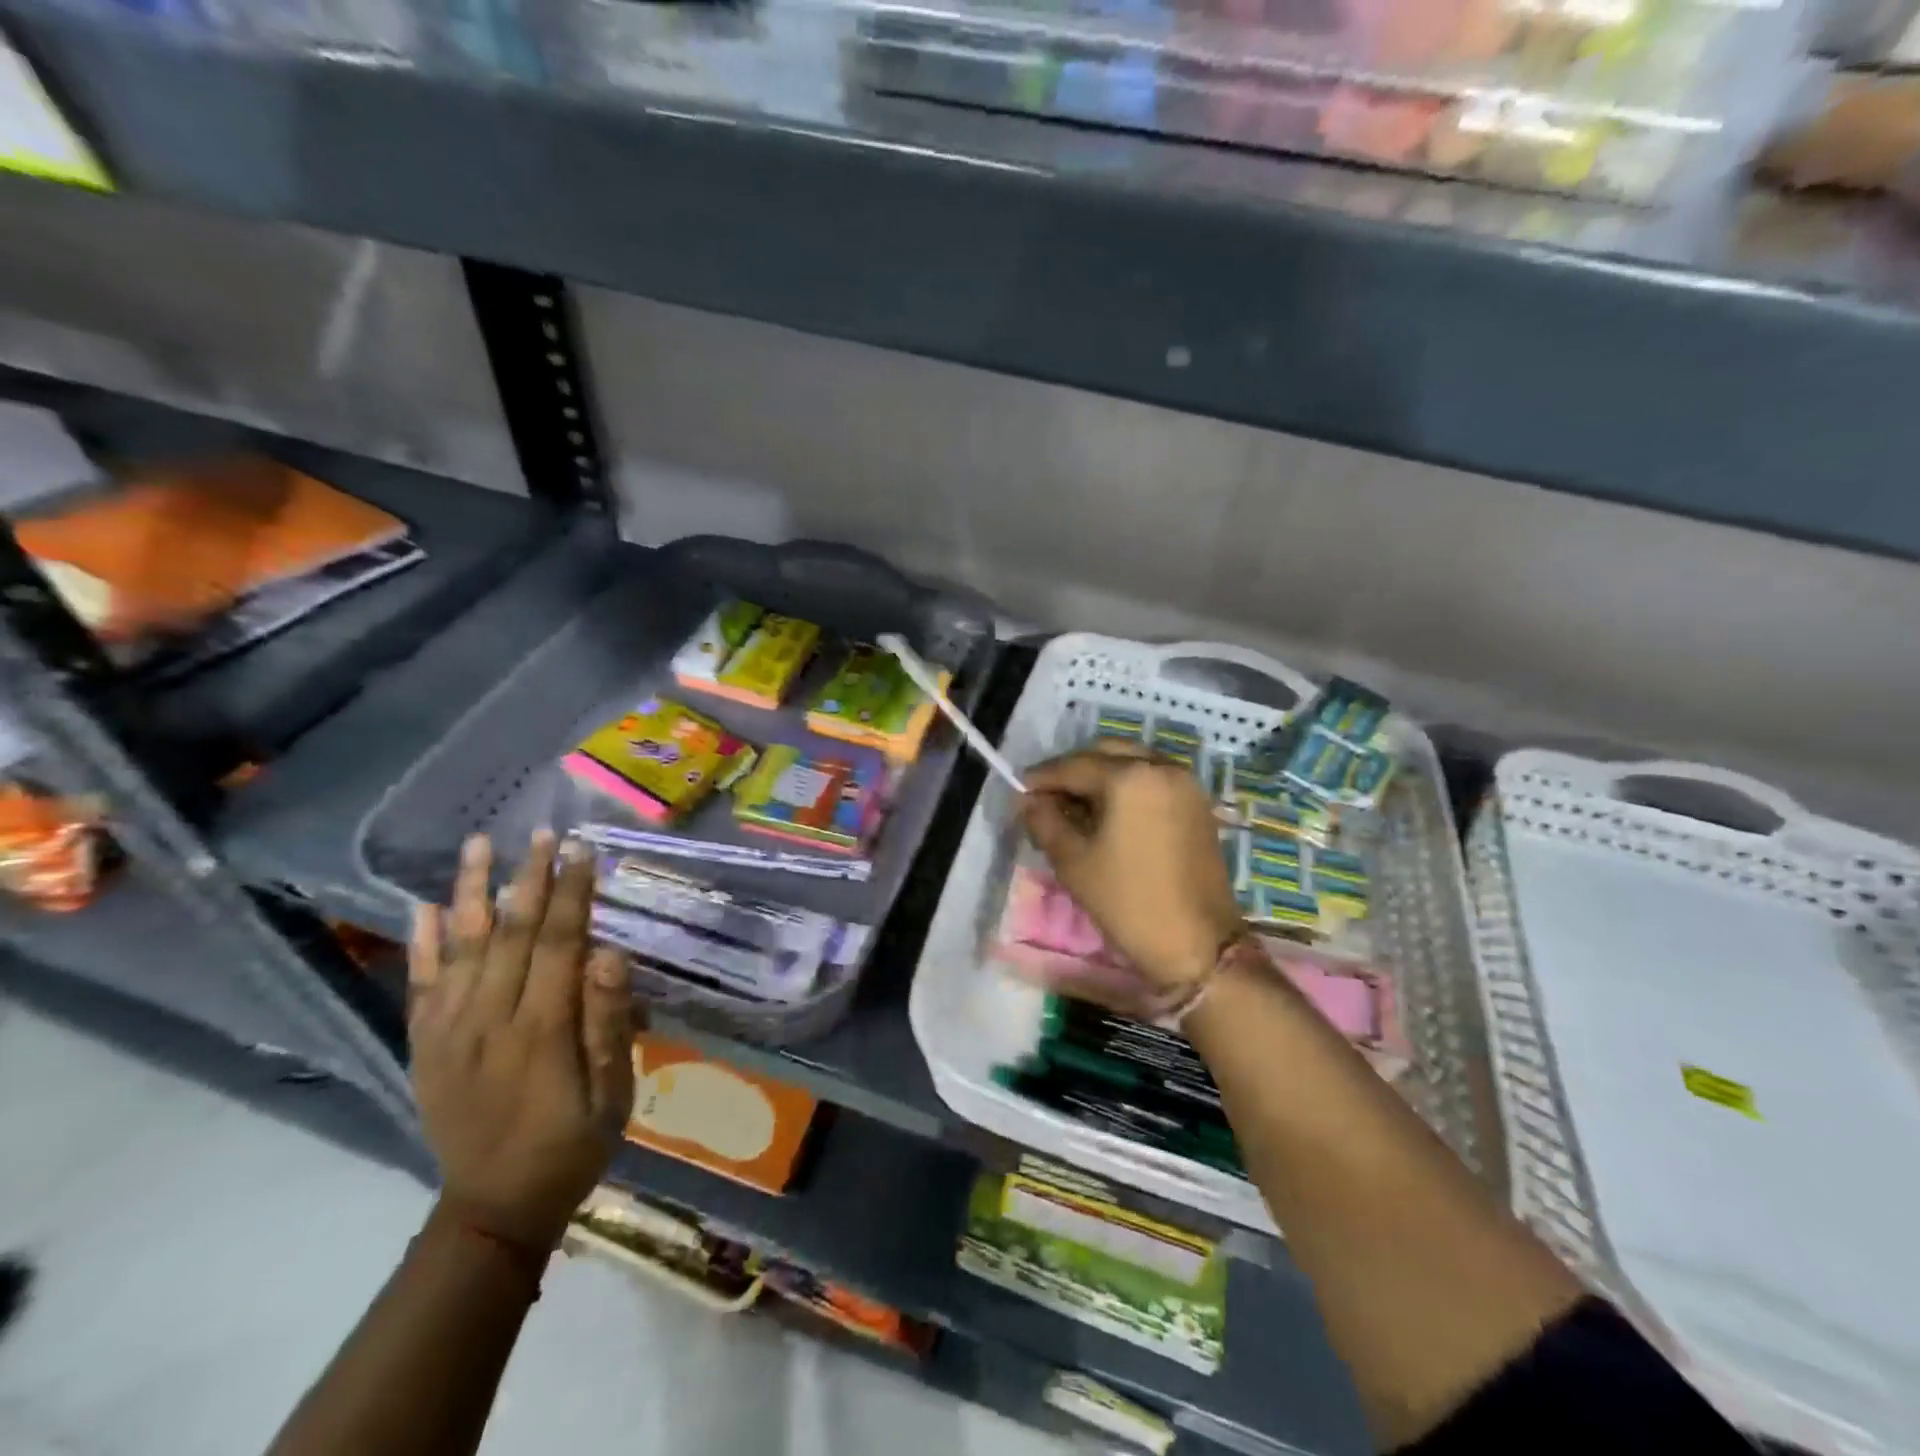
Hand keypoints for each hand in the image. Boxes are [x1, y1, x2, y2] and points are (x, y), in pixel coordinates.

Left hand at [407, 832, 634, 1253]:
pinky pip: (420, 986)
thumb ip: (608, 1022)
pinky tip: (421, 908)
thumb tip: (609, 955)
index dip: (572, 893)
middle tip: (542, 833)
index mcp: (540, 1031)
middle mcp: (488, 1021)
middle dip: (530, 878)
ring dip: (470, 893)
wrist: (494, 1207)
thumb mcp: (612, 1091)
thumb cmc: (571, 1143)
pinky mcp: (425, 1047)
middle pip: (511, 935)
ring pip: (459, 948)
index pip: (559, 944)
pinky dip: (420, 945)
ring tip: (479, 846)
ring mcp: (449, 1033)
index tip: (582, 850)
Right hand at [1022, 742, 1244, 990]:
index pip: (1074, 765)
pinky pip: (1153, 779)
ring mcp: (1185, 784)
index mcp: (1130, 777)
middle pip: (1105, 754)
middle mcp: (1161, 767)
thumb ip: (1044, 821)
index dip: (1042, 777)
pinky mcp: (1198, 804)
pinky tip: (1109, 813)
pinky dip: (1127, 786)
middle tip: (1047, 797)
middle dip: (1073, 771)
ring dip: (1101, 776)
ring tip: (1076, 806)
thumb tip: (1029, 801)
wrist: (1199, 944)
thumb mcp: (1073, 861)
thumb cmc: (1128, 902)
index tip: (1020, 790)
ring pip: (1131, 763)